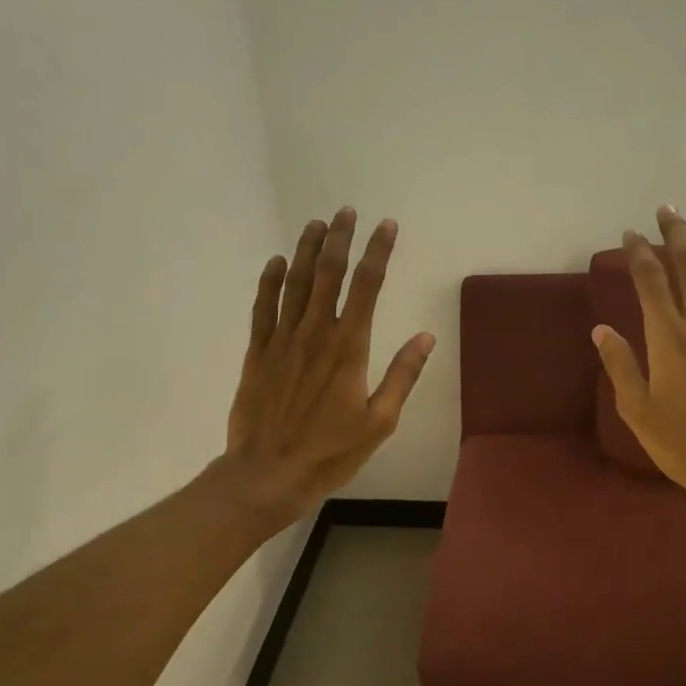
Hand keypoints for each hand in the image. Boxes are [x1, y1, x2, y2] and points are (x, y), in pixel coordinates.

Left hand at [222, 207, 434, 528]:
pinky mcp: (258, 353)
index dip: (377, 252)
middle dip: (339, 239)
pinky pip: (263, 307)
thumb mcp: (379, 422)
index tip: (386, 226)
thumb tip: (427, 337)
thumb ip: (402, 375)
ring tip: (316, 224)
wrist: (269, 474)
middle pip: (329, 274)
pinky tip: (277, 262)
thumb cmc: (330, 452)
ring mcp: (282, 340)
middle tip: (346, 211)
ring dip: (307, 251)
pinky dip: (270, 281)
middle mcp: (315, 333)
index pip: (367, 286)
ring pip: (295, 283)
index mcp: (349, 348)